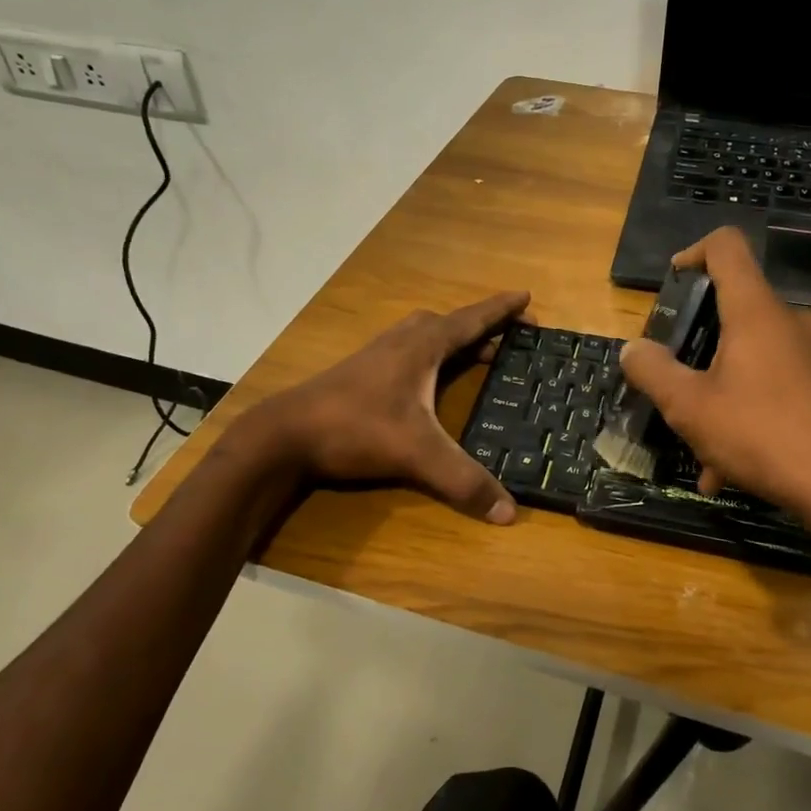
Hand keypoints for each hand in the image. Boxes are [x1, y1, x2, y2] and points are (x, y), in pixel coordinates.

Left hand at [250, 291, 530, 523]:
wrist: (285, 435)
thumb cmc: (356, 429)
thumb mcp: (416, 454)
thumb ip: (463, 481)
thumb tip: (509, 513)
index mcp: (422, 347)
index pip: (471, 320)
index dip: (501, 309)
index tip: (526, 296)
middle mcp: (401, 342)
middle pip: (449, 323)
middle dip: (482, 326)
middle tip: (509, 338)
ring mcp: (377, 355)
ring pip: (424, 335)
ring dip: (454, 339)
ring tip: (476, 355)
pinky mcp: (361, 373)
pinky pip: (408, 351)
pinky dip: (431, 356)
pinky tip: (427, 381)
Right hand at [618, 228, 810, 557]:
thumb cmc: (761, 434)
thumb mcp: (689, 406)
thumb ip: (653, 371)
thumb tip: (632, 349)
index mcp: (755, 311)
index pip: (726, 246)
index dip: (693, 253)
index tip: (672, 286)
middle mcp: (789, 321)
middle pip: (734, 306)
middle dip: (697, 341)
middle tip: (674, 378)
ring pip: (750, 356)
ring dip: (717, 389)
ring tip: (697, 441)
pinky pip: (773, 385)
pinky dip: (745, 412)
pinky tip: (726, 468)